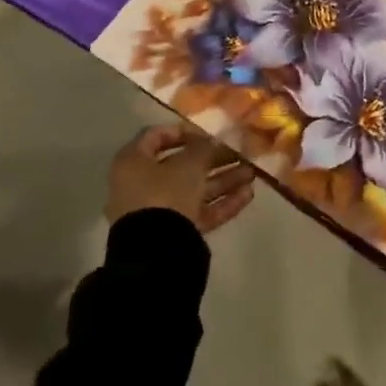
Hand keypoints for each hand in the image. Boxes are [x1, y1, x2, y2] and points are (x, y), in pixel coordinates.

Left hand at [106, 125, 255, 235]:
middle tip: (240, 153)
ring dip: (223, 180)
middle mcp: (141, 184)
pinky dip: (221, 203)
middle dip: (214, 159)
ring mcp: (157, 211)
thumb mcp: (189, 164)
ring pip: (194, 189)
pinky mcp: (173, 233)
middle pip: (180, 165)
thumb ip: (203, 148)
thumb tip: (212, 141)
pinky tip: (248, 195)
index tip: (208, 133)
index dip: (183, 132)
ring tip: (251, 174)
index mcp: (133, 162)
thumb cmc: (165, 193)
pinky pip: (198, 212)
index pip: (155, 136)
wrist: (155, 252)